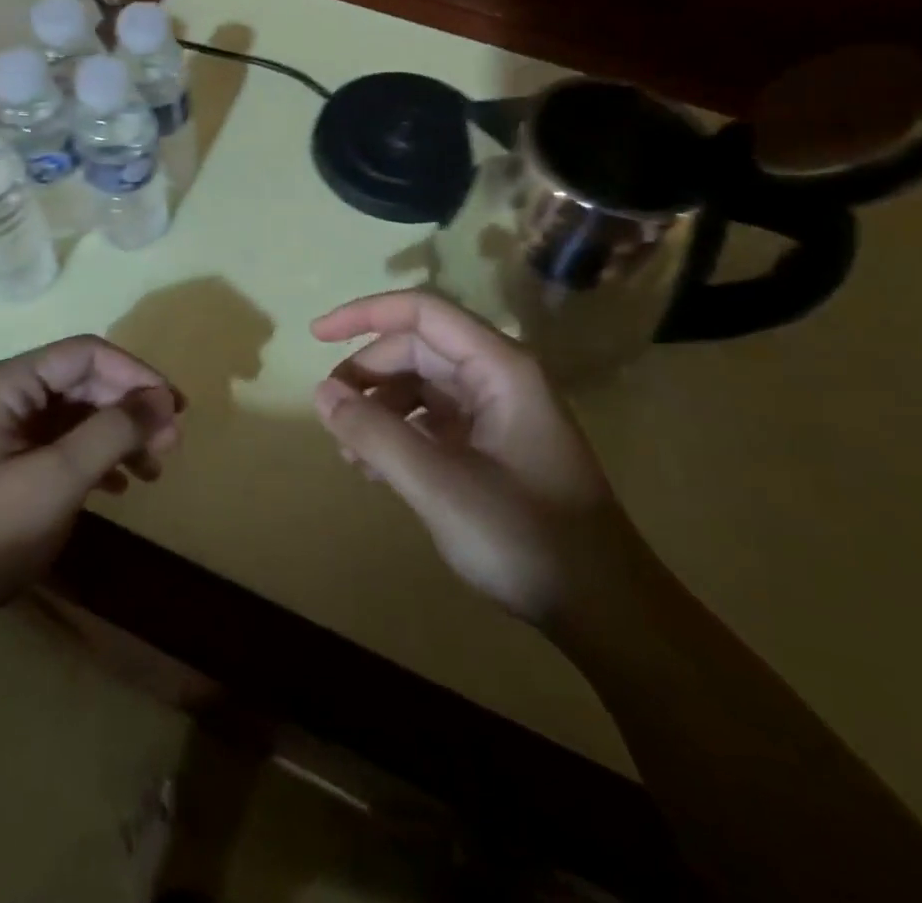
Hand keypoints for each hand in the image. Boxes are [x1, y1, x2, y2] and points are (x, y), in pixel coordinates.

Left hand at [0, 336, 181, 632]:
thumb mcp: (56, 481)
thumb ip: (112, 432)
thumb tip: (163, 399)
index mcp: (10, 383)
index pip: (89, 353)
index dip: (137, 374)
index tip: (176, 409)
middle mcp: (7, 394)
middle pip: (86, 381)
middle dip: (131, 408)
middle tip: (171, 444)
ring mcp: (5, 429)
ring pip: (78, 414)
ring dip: (119, 435)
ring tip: (154, 470)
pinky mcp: (7, 461)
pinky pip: (63, 443)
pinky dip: (97, 458)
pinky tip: (120, 486)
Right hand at [311, 290, 629, 626]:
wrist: (605, 609)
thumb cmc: (525, 537)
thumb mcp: (438, 484)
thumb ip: (375, 434)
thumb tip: (322, 392)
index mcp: (499, 366)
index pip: (422, 312)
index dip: (364, 314)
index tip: (316, 335)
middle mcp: (499, 377)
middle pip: (418, 349)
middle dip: (368, 373)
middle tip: (329, 413)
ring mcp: (498, 413)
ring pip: (423, 386)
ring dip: (380, 408)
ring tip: (348, 451)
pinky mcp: (495, 447)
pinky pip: (435, 421)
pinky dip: (400, 435)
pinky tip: (375, 470)